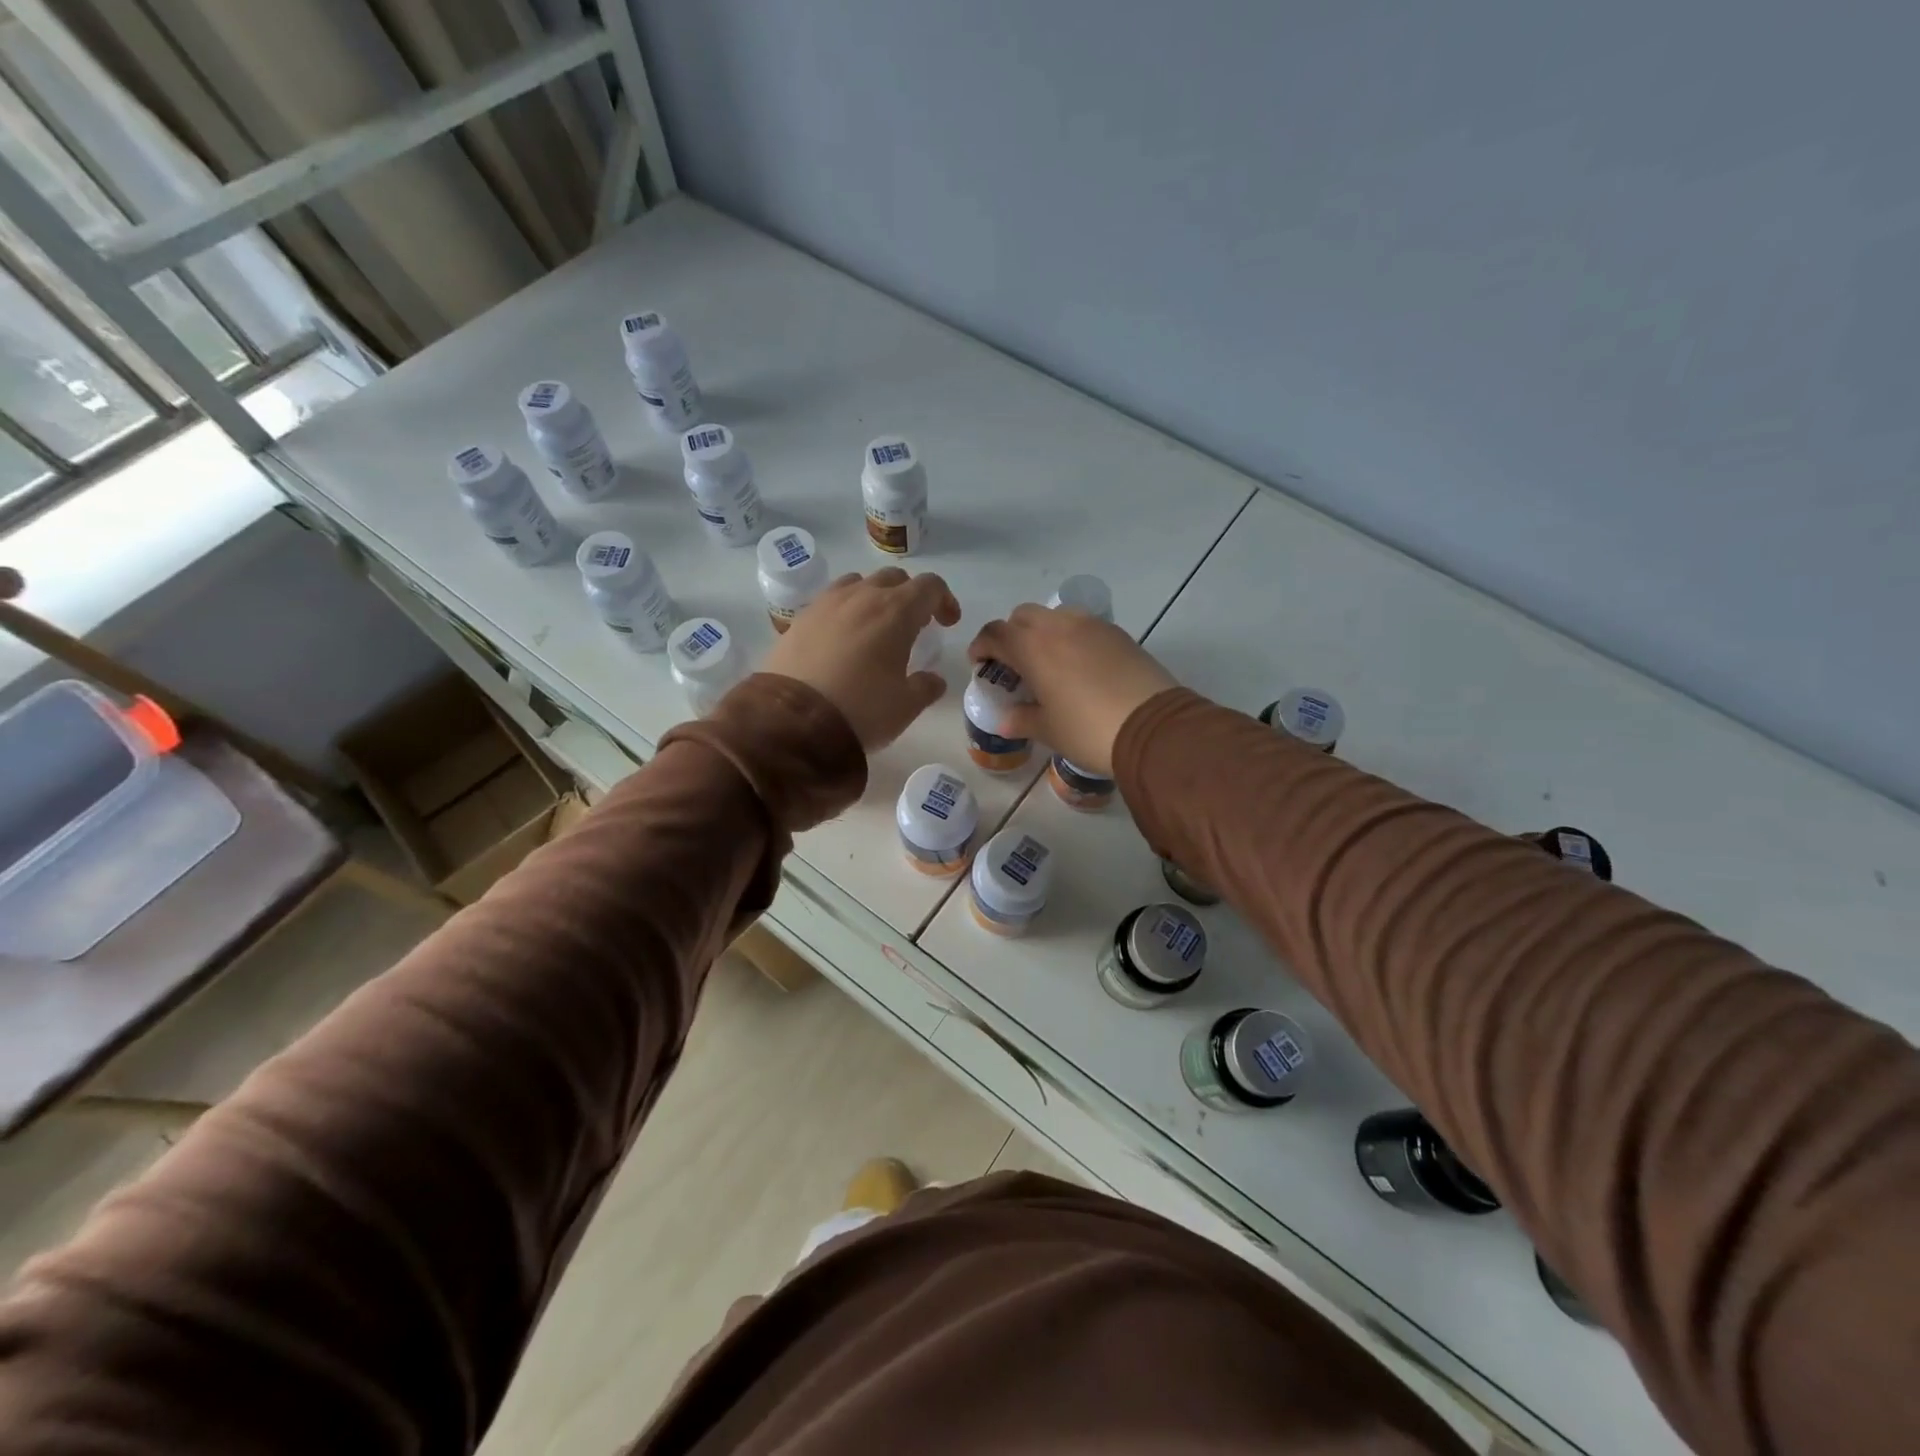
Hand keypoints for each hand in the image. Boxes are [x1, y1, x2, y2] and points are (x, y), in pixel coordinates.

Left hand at [763, 567, 961, 750]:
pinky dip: (845, 611)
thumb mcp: (905, 706)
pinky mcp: (799, 619)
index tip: (948, 623)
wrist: (793, 722)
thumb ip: (925, 687)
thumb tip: (933, 680)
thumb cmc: (861, 710)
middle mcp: (862, 596)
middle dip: (910, 596)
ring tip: (875, 628)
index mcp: (896, 611)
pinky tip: (842, 639)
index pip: (929, 586)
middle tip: (914, 626)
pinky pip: (830, 601)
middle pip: (894, 578)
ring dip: (875, 597)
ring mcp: (826, 604)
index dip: (944, 600)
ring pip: (858, 583)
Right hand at [968, 604, 1175, 774]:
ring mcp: (1092, 626)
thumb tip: (1006, 720)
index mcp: (1032, 647)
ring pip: (1055, 616)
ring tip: (1048, 663)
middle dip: (1011, 635)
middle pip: (1022, 616)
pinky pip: (1083, 626)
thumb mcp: (1048, 730)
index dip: (982, 646)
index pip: (995, 633)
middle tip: (1013, 664)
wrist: (1153, 727)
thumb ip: (1021, 719)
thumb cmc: (1088, 730)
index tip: (980, 664)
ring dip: (1042, 632)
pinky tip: (1079, 666)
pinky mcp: (1118, 633)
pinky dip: (1071, 638)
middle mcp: (1058, 626)